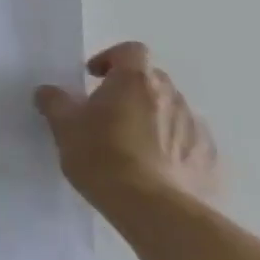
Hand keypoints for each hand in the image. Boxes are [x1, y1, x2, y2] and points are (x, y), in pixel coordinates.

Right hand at [33, 42, 219, 208]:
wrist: (154, 209)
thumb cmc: (102, 156)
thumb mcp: (63, 126)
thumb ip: (54, 101)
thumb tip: (50, 92)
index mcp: (134, 82)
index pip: (131, 51)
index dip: (111, 58)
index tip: (93, 78)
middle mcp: (170, 97)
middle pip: (152, 79)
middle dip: (130, 89)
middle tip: (106, 112)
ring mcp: (195, 128)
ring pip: (171, 110)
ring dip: (152, 117)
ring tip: (130, 144)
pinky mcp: (210, 159)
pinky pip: (188, 140)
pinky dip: (172, 145)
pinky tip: (154, 168)